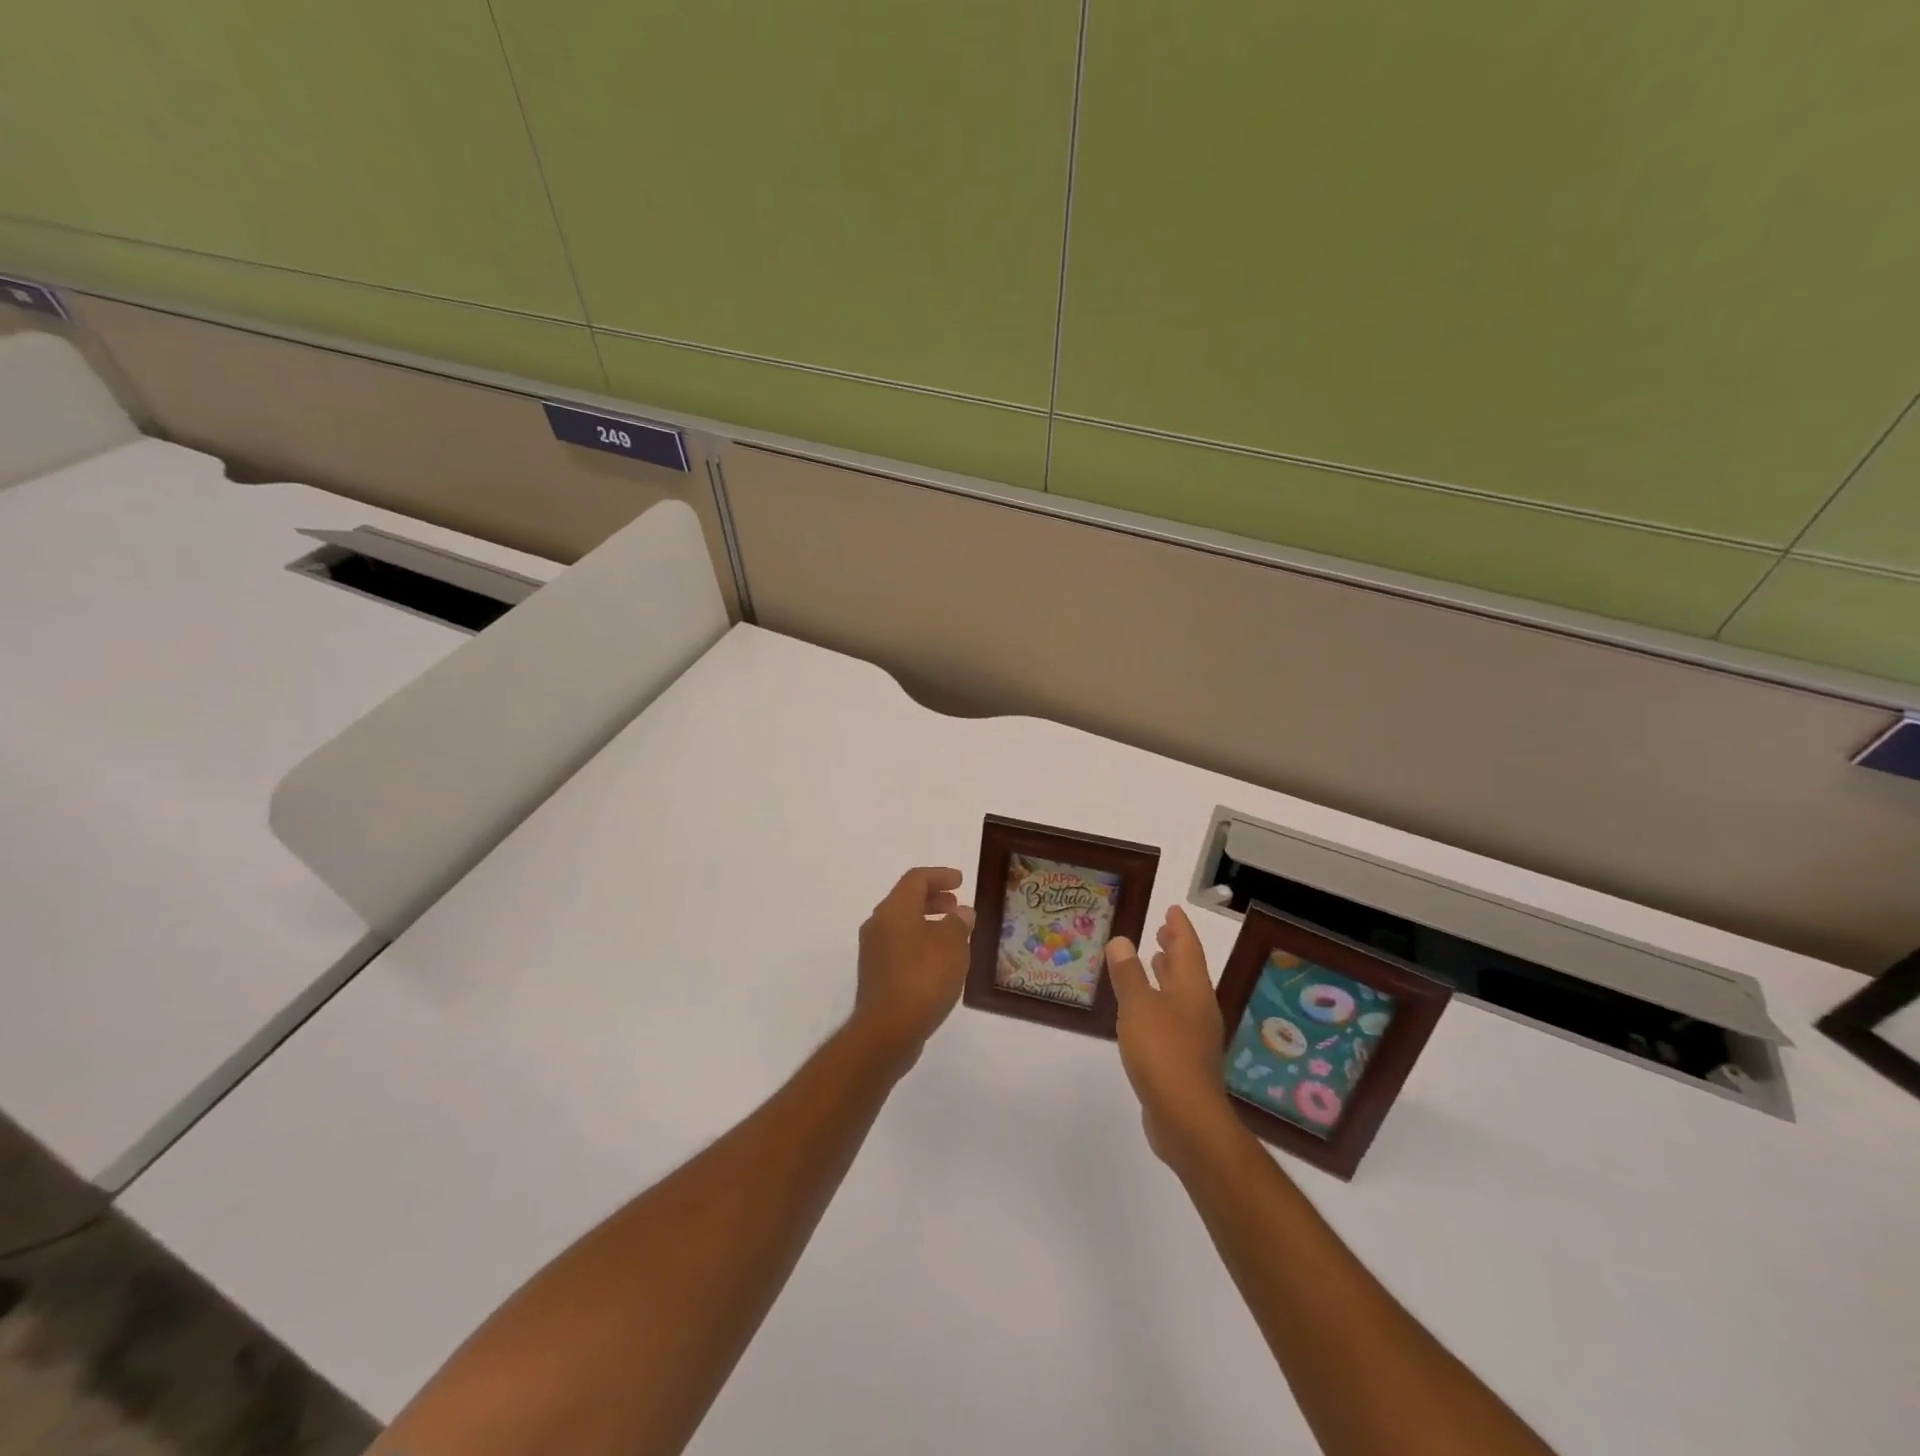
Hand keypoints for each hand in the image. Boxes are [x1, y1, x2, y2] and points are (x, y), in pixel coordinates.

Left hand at [849, 867, 975, 1072]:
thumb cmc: (923, 978)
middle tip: (956, 906)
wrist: (887, 1030)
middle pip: (906, 900)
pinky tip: (939, 961)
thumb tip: (961, 913)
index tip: (960, 881)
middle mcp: (878, 925)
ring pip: (902, 925)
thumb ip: (958, 923)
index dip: (940, 875)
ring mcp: (873, 951)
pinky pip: (900, 947)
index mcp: (894, 909)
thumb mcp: (952, 945)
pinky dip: (920, 944)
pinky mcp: (876, 975)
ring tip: (954, 935)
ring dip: (927, 923)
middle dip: (933, 899)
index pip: (916, 879)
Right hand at [1107, 906, 1233, 1166]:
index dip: (1179, 928)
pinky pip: (1174, 1019)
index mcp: (1192, 990)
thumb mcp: (1138, 1006)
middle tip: (1163, 931)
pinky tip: (1146, 1012)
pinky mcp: (1186, 1060)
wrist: (1186, 1118)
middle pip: (1188, 971)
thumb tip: (1122, 941)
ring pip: (1182, 996)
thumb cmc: (1163, 1052)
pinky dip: (1161, 1003)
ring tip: (1155, 962)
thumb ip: (1128, 974)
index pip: (1188, 949)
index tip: (1172, 910)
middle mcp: (1198, 1009)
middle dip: (1175, 950)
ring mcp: (1195, 1037)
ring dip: (1168, 977)